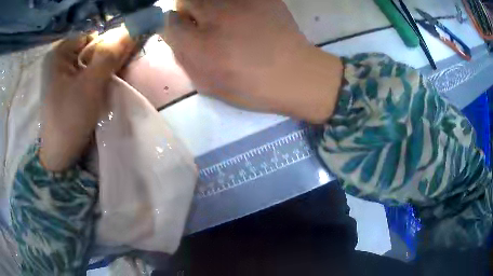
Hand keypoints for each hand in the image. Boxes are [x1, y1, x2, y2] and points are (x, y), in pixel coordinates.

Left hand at [39, 29, 134, 171]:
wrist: (58, 154)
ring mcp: (61, 73)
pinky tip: (98, 92)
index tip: (117, 63)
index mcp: (60, 52)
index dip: (108, 46)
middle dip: (105, 61)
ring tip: (105, 88)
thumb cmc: (69, 118)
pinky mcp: (65, 87)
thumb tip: (130, 30)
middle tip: (111, 78)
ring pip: (89, 63)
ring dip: (101, 72)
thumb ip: (109, 55)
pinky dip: (95, 80)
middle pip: (90, 49)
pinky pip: (85, 75)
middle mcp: (60, 59)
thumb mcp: (90, 85)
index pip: (93, 37)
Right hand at [161, 0, 342, 122]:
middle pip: (186, 1)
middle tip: (202, 23)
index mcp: (202, 46)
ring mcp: (242, 4)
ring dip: (209, 6)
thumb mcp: (209, 84)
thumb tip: (174, 34)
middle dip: (188, 11)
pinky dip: (232, 4)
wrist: (296, 74)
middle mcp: (217, 18)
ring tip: (224, 20)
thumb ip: (184, 57)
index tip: (183, 30)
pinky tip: (244, 16)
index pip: (169, 22)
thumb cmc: (251, 86)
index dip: (174, 25)